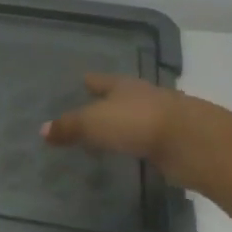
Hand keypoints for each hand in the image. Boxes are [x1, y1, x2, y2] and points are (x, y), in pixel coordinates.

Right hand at [41, 74, 197, 186]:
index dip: (90, 81)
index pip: (100, 80)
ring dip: (124, 123)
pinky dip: (137, 143)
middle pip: (120, 96)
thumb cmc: (136, 123)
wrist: (189, 141)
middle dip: (107, 101)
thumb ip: (69, 127)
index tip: (81, 80)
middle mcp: (141, 96)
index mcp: (122, 85)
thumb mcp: (94, 123)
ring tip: (108, 134)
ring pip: (135, 117)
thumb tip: (42, 129)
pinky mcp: (172, 141)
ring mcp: (160, 118)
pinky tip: (131, 151)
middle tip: (90, 109)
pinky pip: (147, 139)